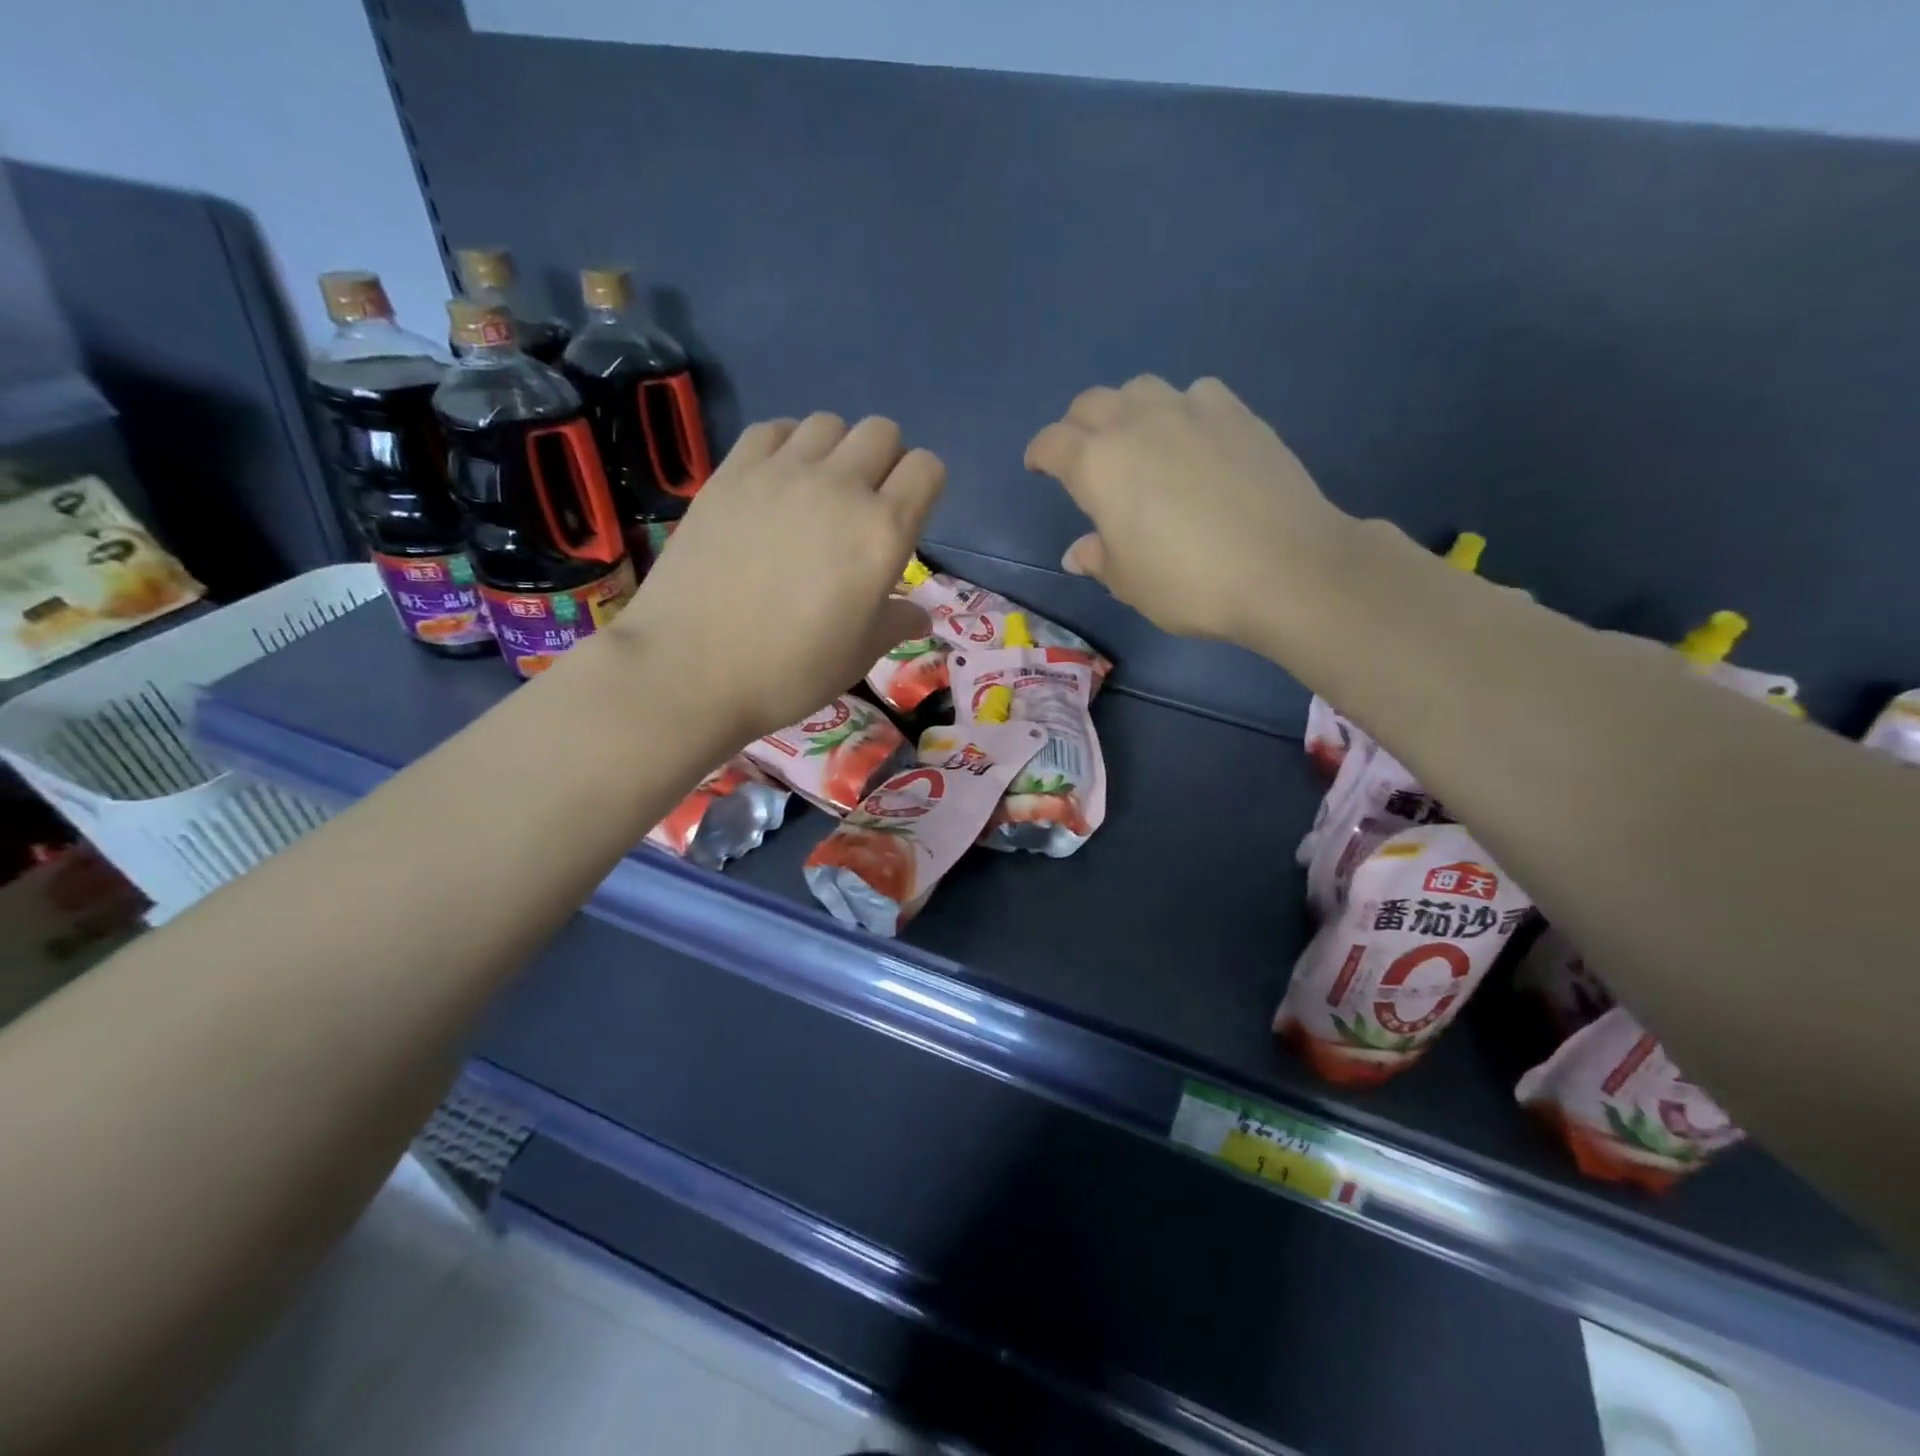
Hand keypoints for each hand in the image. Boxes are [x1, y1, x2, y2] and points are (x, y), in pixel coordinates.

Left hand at [610, 413, 942, 740]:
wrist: (691, 669)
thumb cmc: (790, 671)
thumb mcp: (858, 656)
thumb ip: (895, 623)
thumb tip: (919, 615)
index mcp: (882, 532)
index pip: (927, 469)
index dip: (924, 488)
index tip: (907, 517)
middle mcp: (839, 487)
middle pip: (880, 432)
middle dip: (885, 461)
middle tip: (864, 506)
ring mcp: (781, 473)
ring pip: (828, 423)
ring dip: (835, 450)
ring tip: (818, 492)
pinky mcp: (732, 472)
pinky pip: (773, 429)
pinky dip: (786, 446)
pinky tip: (775, 483)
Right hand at [1026, 376, 1353, 649]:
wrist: (1286, 566)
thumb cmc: (1190, 583)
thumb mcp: (1131, 583)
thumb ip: (1100, 559)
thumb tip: (1080, 552)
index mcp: (1098, 465)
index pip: (1053, 444)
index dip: (1040, 454)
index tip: (1039, 467)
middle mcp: (1137, 424)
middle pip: (1092, 403)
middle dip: (1078, 425)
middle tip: (1084, 455)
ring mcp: (1190, 410)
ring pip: (1141, 388)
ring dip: (1128, 410)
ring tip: (1139, 441)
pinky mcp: (1237, 412)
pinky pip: (1195, 394)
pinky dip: (1182, 410)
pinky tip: (1194, 439)